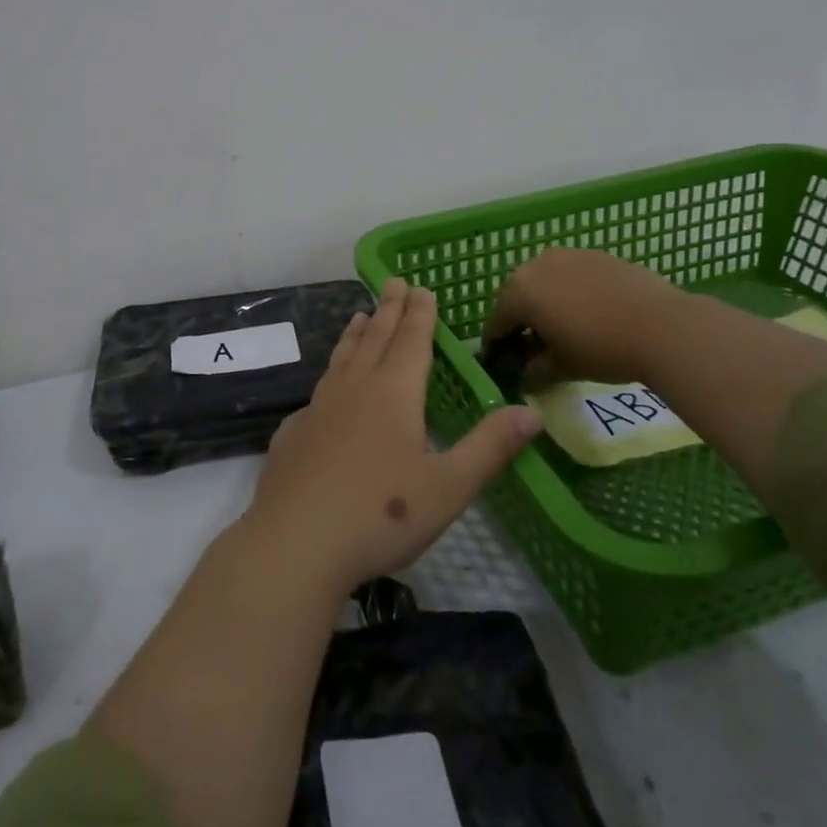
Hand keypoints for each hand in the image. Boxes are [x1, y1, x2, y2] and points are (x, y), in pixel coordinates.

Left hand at [244, 279, 540, 592]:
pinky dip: (330, 374)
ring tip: (360, 316)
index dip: (420, 314)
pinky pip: (318, 391)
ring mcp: (317, 410)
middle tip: (393, 282)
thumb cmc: (381, 515)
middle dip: (389, 310)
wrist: (294, 543)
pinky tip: (327, 387)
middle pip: (375, 340)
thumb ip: (490, 447)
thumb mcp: (449, 486)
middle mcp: (353, 391)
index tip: (421, 287)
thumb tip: (533, 412)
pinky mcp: (292, 434)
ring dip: (355, 335)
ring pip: (341, 360)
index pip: (411, 342)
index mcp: (393, 395)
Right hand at [484, 247, 685, 386]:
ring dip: (547, 303)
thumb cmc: (600, 349)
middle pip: (519, 296)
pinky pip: (574, 276)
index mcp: (519, 291)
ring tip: (562, 328)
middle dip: (521, 320)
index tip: (501, 363)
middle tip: (531, 346)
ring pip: (547, 282)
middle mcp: (538, 264)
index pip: (496, 321)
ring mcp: (571, 255)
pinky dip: (572, 293)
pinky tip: (589, 314)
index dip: (496, 345)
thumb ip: (534, 370)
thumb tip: (525, 374)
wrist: (664, 327)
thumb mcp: (560, 368)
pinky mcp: (601, 255)